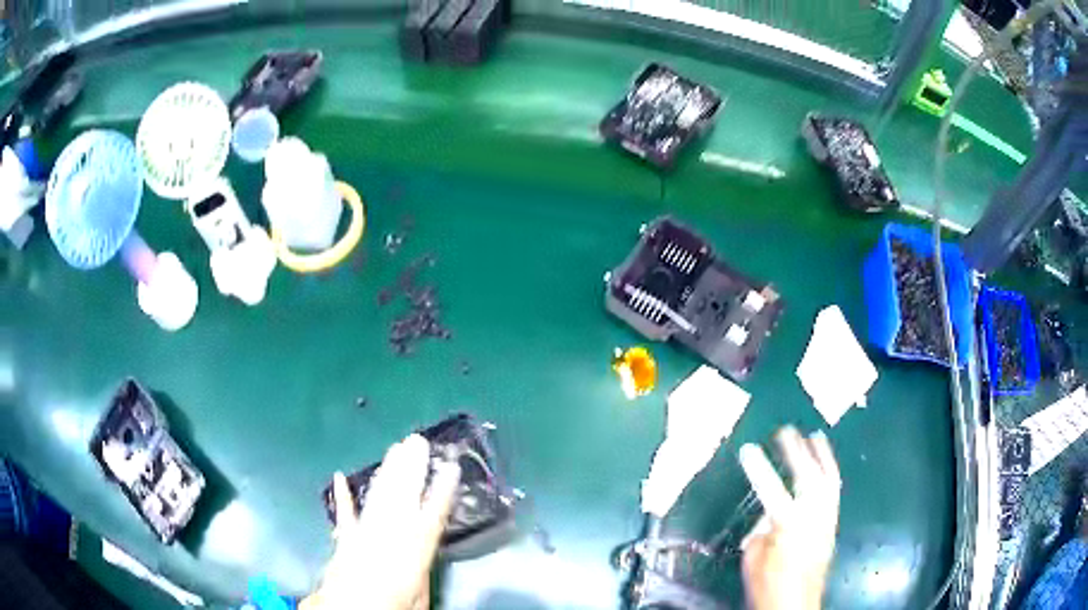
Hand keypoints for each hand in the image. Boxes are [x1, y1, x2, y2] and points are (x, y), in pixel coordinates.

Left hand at [302, 434, 461, 609]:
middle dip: (412, 468)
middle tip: (419, 440)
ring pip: (379, 497)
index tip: (450, 467)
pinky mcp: (345, 540)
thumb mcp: (419, 597)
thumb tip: (421, 553)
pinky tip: (339, 476)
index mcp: (413, 551)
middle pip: (403, 497)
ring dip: (388, 472)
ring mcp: (364, 534)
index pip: (432, 516)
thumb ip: (420, 572)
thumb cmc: (392, 606)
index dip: (442, 490)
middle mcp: (389, 536)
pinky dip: (342, 497)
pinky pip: (344, 515)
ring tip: (397, 448)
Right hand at [739, 427, 840, 609]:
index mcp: (788, 528)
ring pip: (828, 481)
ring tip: (815, 436)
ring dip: (821, 457)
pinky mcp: (832, 526)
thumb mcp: (753, 559)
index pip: (771, 491)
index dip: (759, 468)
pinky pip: (833, 492)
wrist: (796, 605)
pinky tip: (825, 466)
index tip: (748, 448)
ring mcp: (826, 521)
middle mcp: (813, 519)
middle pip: (808, 478)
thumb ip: (762, 531)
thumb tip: (769, 515)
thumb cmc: (768, 586)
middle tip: (786, 431)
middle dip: (797, 452)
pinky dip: (829, 473)